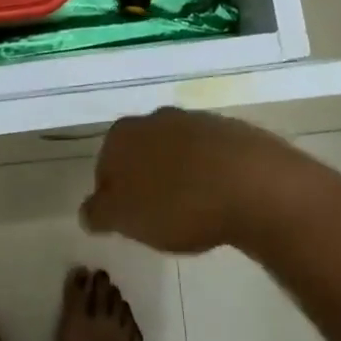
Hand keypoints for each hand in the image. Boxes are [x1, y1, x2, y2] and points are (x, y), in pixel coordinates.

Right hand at [80, 108, 295, 253]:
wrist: (251, 184)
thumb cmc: (177, 203)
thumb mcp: (125, 219)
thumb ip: (99, 213)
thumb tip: (88, 210)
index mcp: (123, 135)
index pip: (105, 167)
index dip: (114, 197)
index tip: (129, 223)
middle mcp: (155, 118)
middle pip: (141, 154)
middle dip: (146, 181)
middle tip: (159, 218)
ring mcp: (196, 120)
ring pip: (176, 152)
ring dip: (178, 176)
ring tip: (193, 212)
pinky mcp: (231, 130)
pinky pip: (210, 156)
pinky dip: (210, 175)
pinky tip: (221, 200)